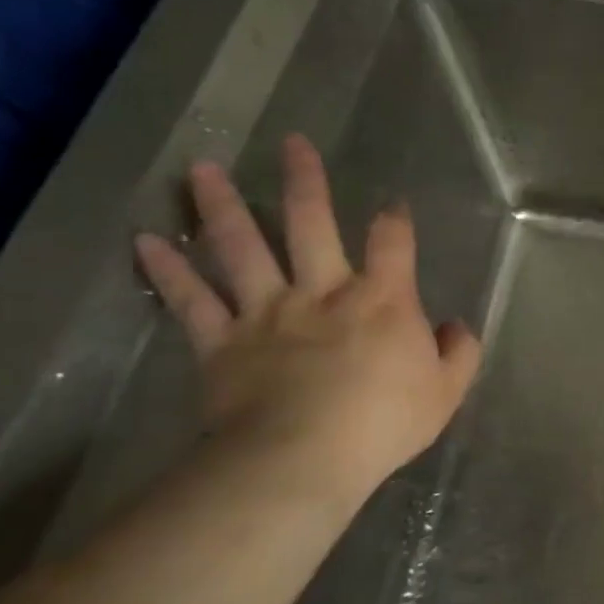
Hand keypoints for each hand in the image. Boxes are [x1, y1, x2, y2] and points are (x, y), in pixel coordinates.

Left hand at [133, 134, 481, 498]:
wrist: (304, 460)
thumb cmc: (384, 422)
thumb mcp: (446, 391)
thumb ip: (459, 352)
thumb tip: (455, 327)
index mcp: (382, 300)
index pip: (393, 243)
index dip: (395, 219)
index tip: (394, 203)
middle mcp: (323, 291)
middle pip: (311, 224)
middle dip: (305, 181)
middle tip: (292, 143)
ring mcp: (267, 312)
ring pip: (241, 248)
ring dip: (222, 207)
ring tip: (202, 169)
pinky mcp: (221, 343)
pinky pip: (191, 301)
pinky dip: (168, 271)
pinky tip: (143, 242)